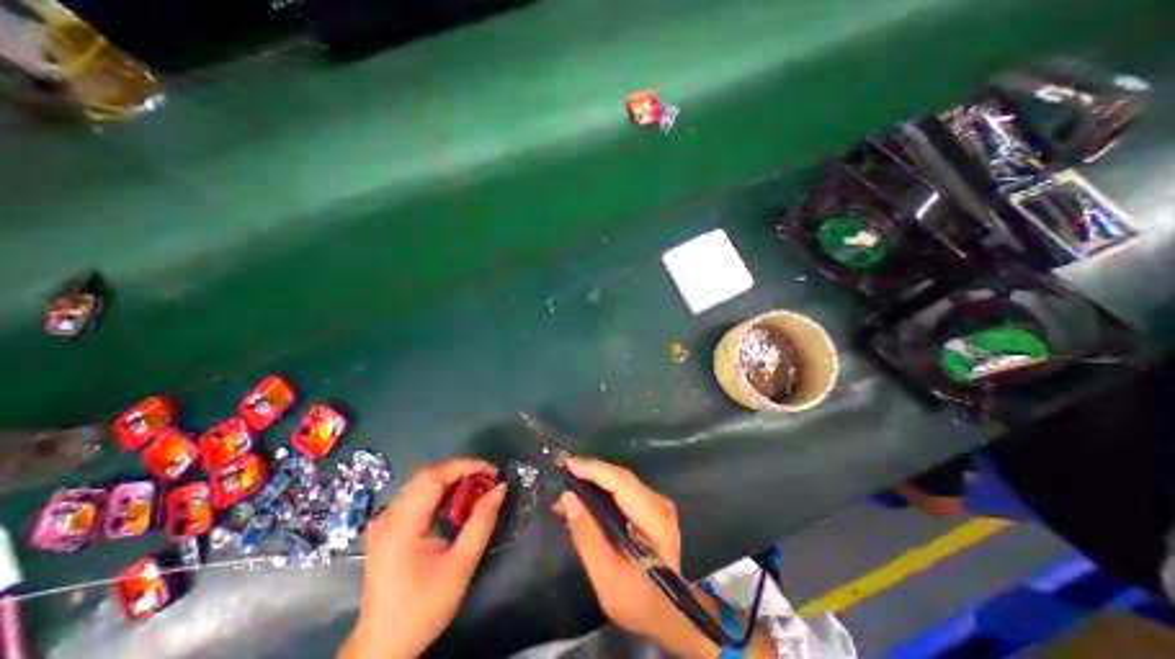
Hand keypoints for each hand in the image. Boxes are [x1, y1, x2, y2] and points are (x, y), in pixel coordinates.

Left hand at [341, 459, 505, 657]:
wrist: (382, 648)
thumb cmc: (423, 608)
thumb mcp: (461, 566)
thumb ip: (482, 522)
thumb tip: (500, 488)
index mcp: (401, 525)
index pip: (433, 476)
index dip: (465, 466)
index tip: (492, 471)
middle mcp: (388, 516)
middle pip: (426, 475)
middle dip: (461, 470)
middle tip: (487, 479)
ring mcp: (384, 521)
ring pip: (421, 482)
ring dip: (451, 479)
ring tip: (477, 487)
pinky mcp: (387, 528)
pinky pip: (416, 495)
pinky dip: (440, 491)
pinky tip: (455, 502)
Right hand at [557, 459, 721, 658]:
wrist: (670, 615)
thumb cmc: (639, 601)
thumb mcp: (606, 578)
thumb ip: (587, 537)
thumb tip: (568, 499)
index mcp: (653, 519)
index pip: (621, 482)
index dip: (594, 469)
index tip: (567, 464)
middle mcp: (659, 503)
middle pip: (620, 477)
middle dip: (590, 473)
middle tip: (563, 475)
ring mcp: (657, 504)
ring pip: (620, 481)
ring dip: (594, 481)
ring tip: (568, 491)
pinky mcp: (651, 508)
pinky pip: (623, 490)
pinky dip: (602, 490)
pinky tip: (585, 500)